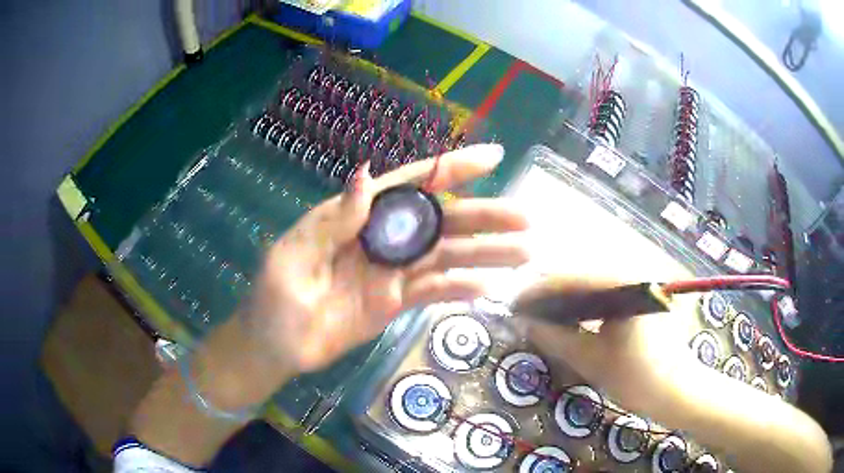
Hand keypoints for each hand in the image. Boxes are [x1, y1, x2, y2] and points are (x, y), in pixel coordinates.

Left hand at [245, 144, 528, 373]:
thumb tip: (365, 175)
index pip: (411, 184)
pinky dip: (460, 288)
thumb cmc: (274, 298)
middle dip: (484, 216)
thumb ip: (335, 219)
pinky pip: (433, 291)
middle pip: (440, 220)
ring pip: (446, 256)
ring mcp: (391, 271)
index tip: (493, 158)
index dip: (452, 170)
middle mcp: (381, 237)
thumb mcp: (295, 255)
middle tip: (526, 218)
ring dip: (484, 253)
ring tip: (523, 252)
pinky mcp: (394, 302)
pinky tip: (488, 287)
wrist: (274, 347)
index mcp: (355, 214)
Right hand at [513, 276, 697, 410]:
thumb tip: (525, 320)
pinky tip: (568, 312)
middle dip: (548, 286)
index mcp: (624, 283)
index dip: (537, 288)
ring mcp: (639, 279)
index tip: (513, 303)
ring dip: (564, 291)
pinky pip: (604, 286)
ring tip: (540, 309)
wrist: (677, 389)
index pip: (571, 275)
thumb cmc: (638, 378)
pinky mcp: (641, 291)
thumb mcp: (591, 359)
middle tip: (524, 307)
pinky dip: (583, 297)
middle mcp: (633, 271)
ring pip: (591, 276)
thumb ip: (555, 337)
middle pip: (580, 269)